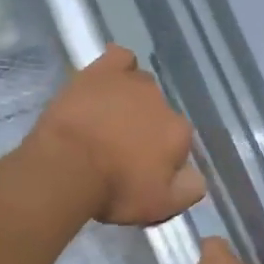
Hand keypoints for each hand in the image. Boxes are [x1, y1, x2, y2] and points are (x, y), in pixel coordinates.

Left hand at [28, 46, 205, 226]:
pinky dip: (118, 66)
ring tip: (107, 118)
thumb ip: (188, 190)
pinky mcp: (102, 71)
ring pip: (141, 85)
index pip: (178, 141)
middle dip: (145, 127)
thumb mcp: (159, 206)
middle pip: (159, 112)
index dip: (160, 156)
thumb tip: (196, 176)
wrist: (66, 166)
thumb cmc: (113, 190)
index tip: (140, 169)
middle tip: (119, 147)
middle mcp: (162, 102)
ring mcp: (132, 83)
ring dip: (131, 99)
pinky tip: (108, 79)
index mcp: (179, 133)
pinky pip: (119, 57)